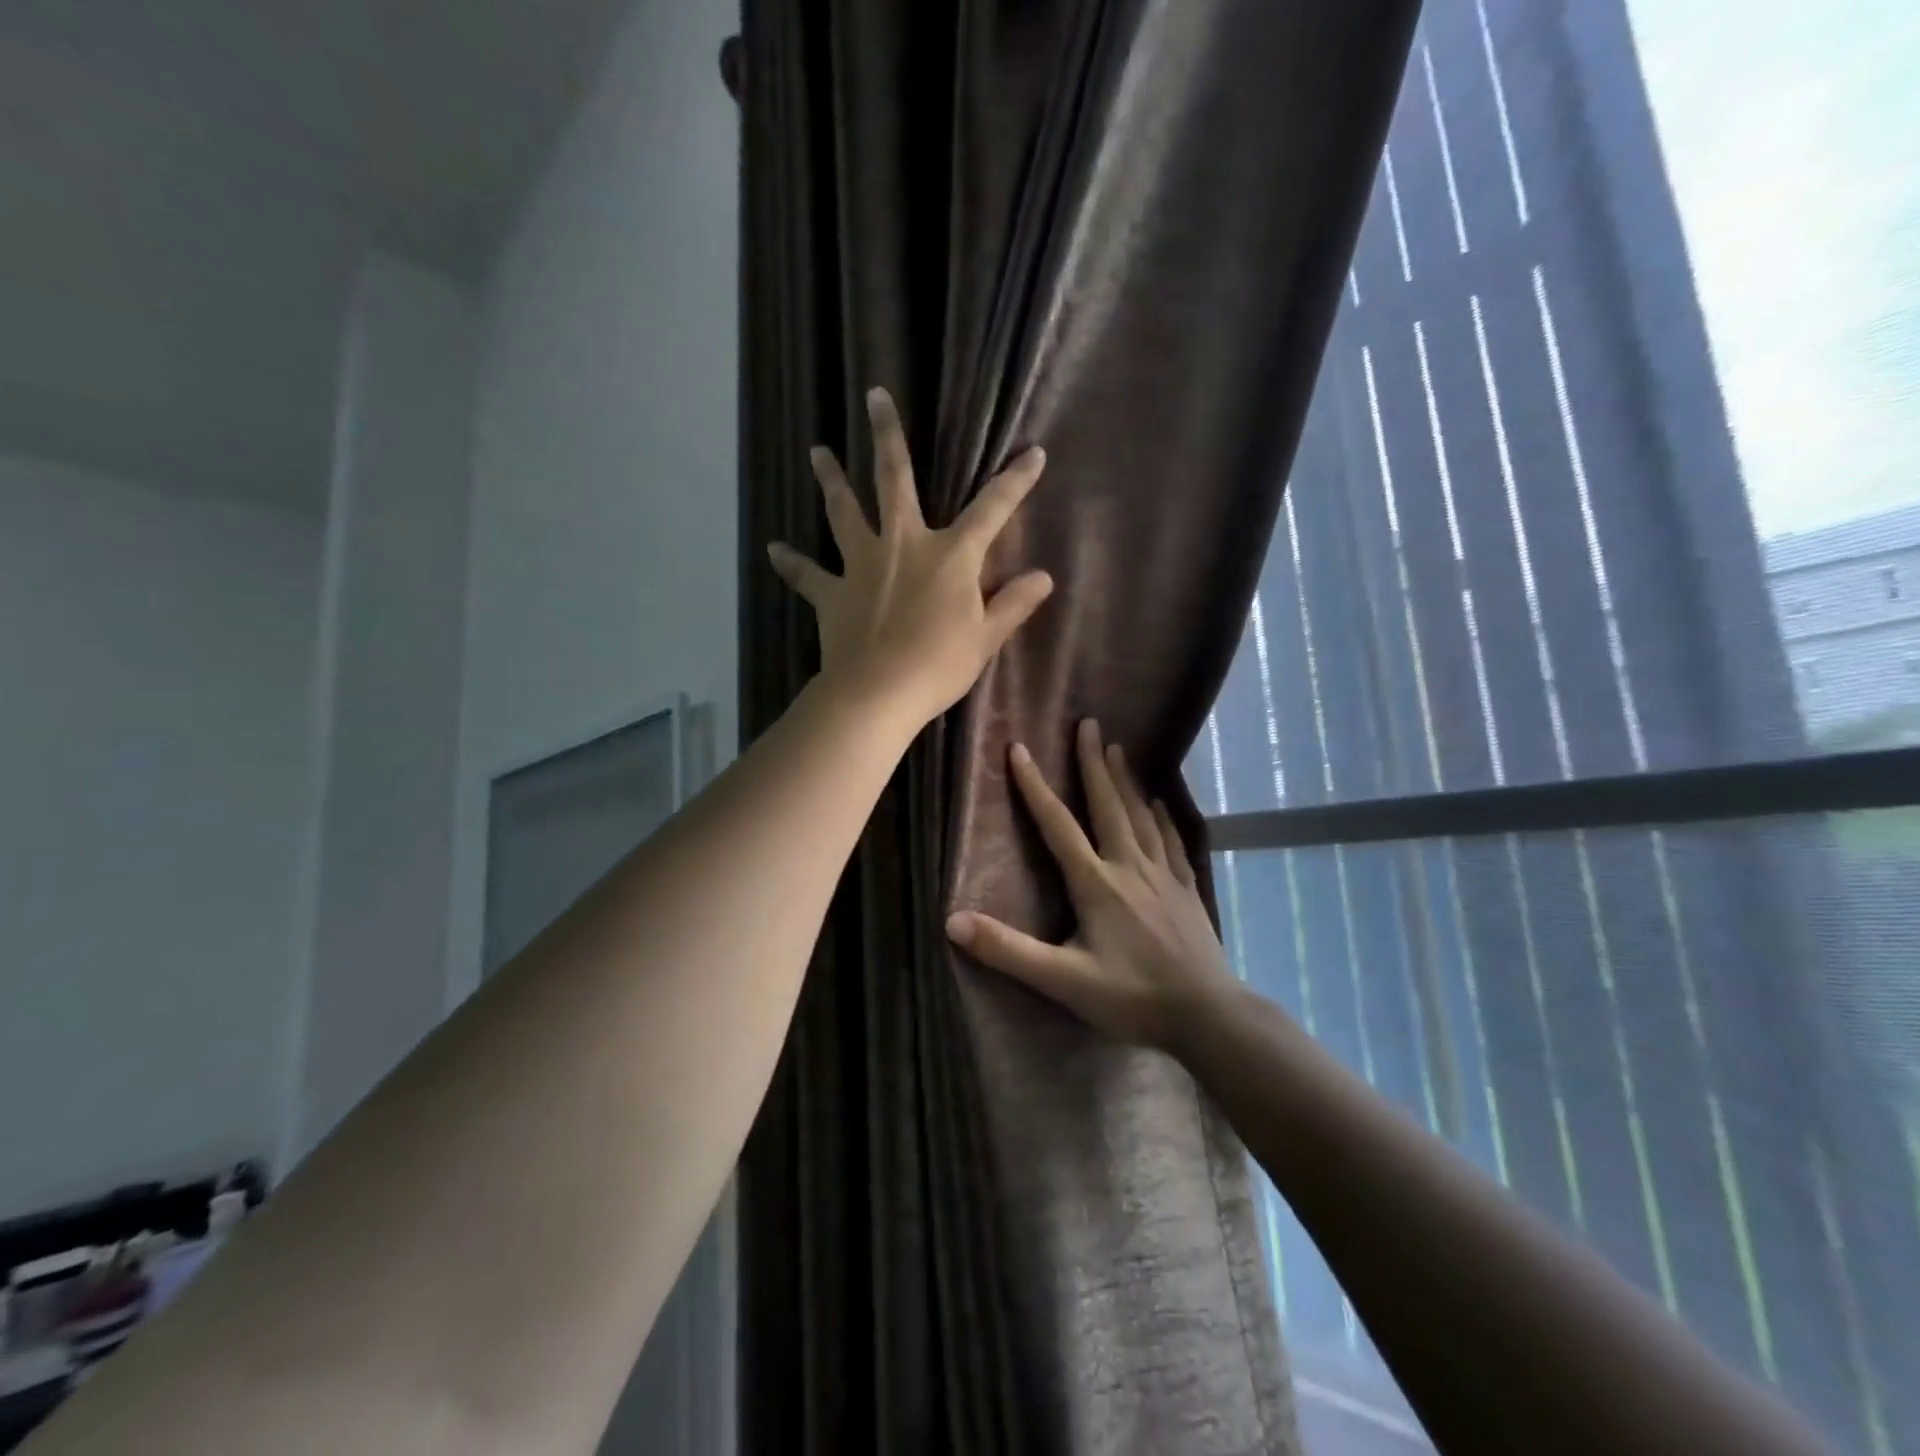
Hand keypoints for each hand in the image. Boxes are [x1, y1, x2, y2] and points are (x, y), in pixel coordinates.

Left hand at [767, 387, 1054, 727]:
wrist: (878, 693)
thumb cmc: (939, 665)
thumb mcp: (986, 638)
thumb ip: (1013, 604)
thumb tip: (1044, 577)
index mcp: (950, 556)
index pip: (992, 510)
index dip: (1015, 482)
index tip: (1033, 453)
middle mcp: (903, 545)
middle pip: (894, 480)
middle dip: (887, 436)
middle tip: (873, 395)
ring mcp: (862, 565)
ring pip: (844, 512)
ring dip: (831, 480)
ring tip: (817, 452)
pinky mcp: (832, 593)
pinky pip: (808, 575)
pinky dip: (792, 563)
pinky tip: (773, 549)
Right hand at [946, 718, 1238, 1051]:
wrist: (1208, 1016)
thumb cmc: (1132, 997)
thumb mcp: (1063, 980)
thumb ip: (1008, 950)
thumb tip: (951, 921)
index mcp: (1096, 883)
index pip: (1057, 824)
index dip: (1035, 786)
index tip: (1019, 748)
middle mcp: (1129, 866)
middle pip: (1107, 805)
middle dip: (1093, 763)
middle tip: (1089, 723)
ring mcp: (1163, 875)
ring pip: (1140, 815)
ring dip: (1125, 780)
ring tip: (1117, 748)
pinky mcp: (1186, 888)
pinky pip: (1171, 840)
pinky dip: (1162, 816)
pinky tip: (1159, 803)